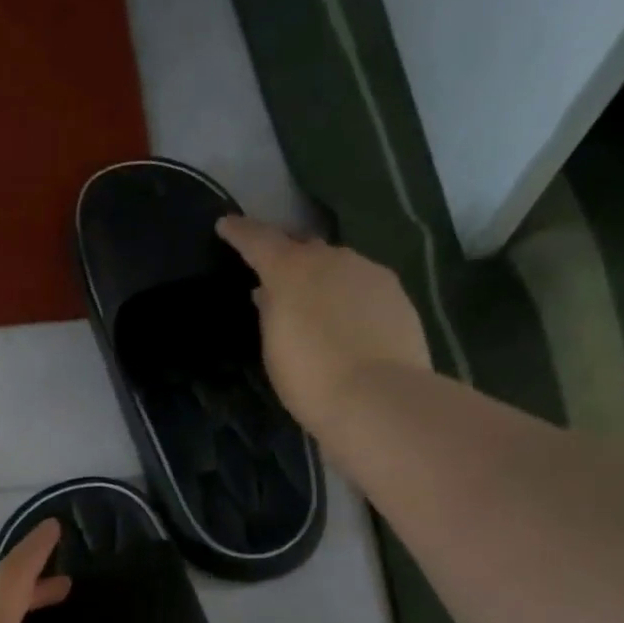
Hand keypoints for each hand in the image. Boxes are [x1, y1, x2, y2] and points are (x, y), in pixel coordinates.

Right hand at [218, 215, 429, 434]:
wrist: (377, 398)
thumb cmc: (310, 378)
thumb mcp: (274, 348)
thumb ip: (270, 312)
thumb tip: (268, 292)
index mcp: (292, 271)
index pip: (259, 241)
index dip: (240, 232)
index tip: (226, 224)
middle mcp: (333, 259)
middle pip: (304, 248)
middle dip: (288, 255)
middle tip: (276, 273)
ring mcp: (369, 272)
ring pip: (338, 265)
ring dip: (322, 276)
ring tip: (314, 301)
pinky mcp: (397, 293)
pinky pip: (363, 284)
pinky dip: (348, 295)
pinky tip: (347, 319)